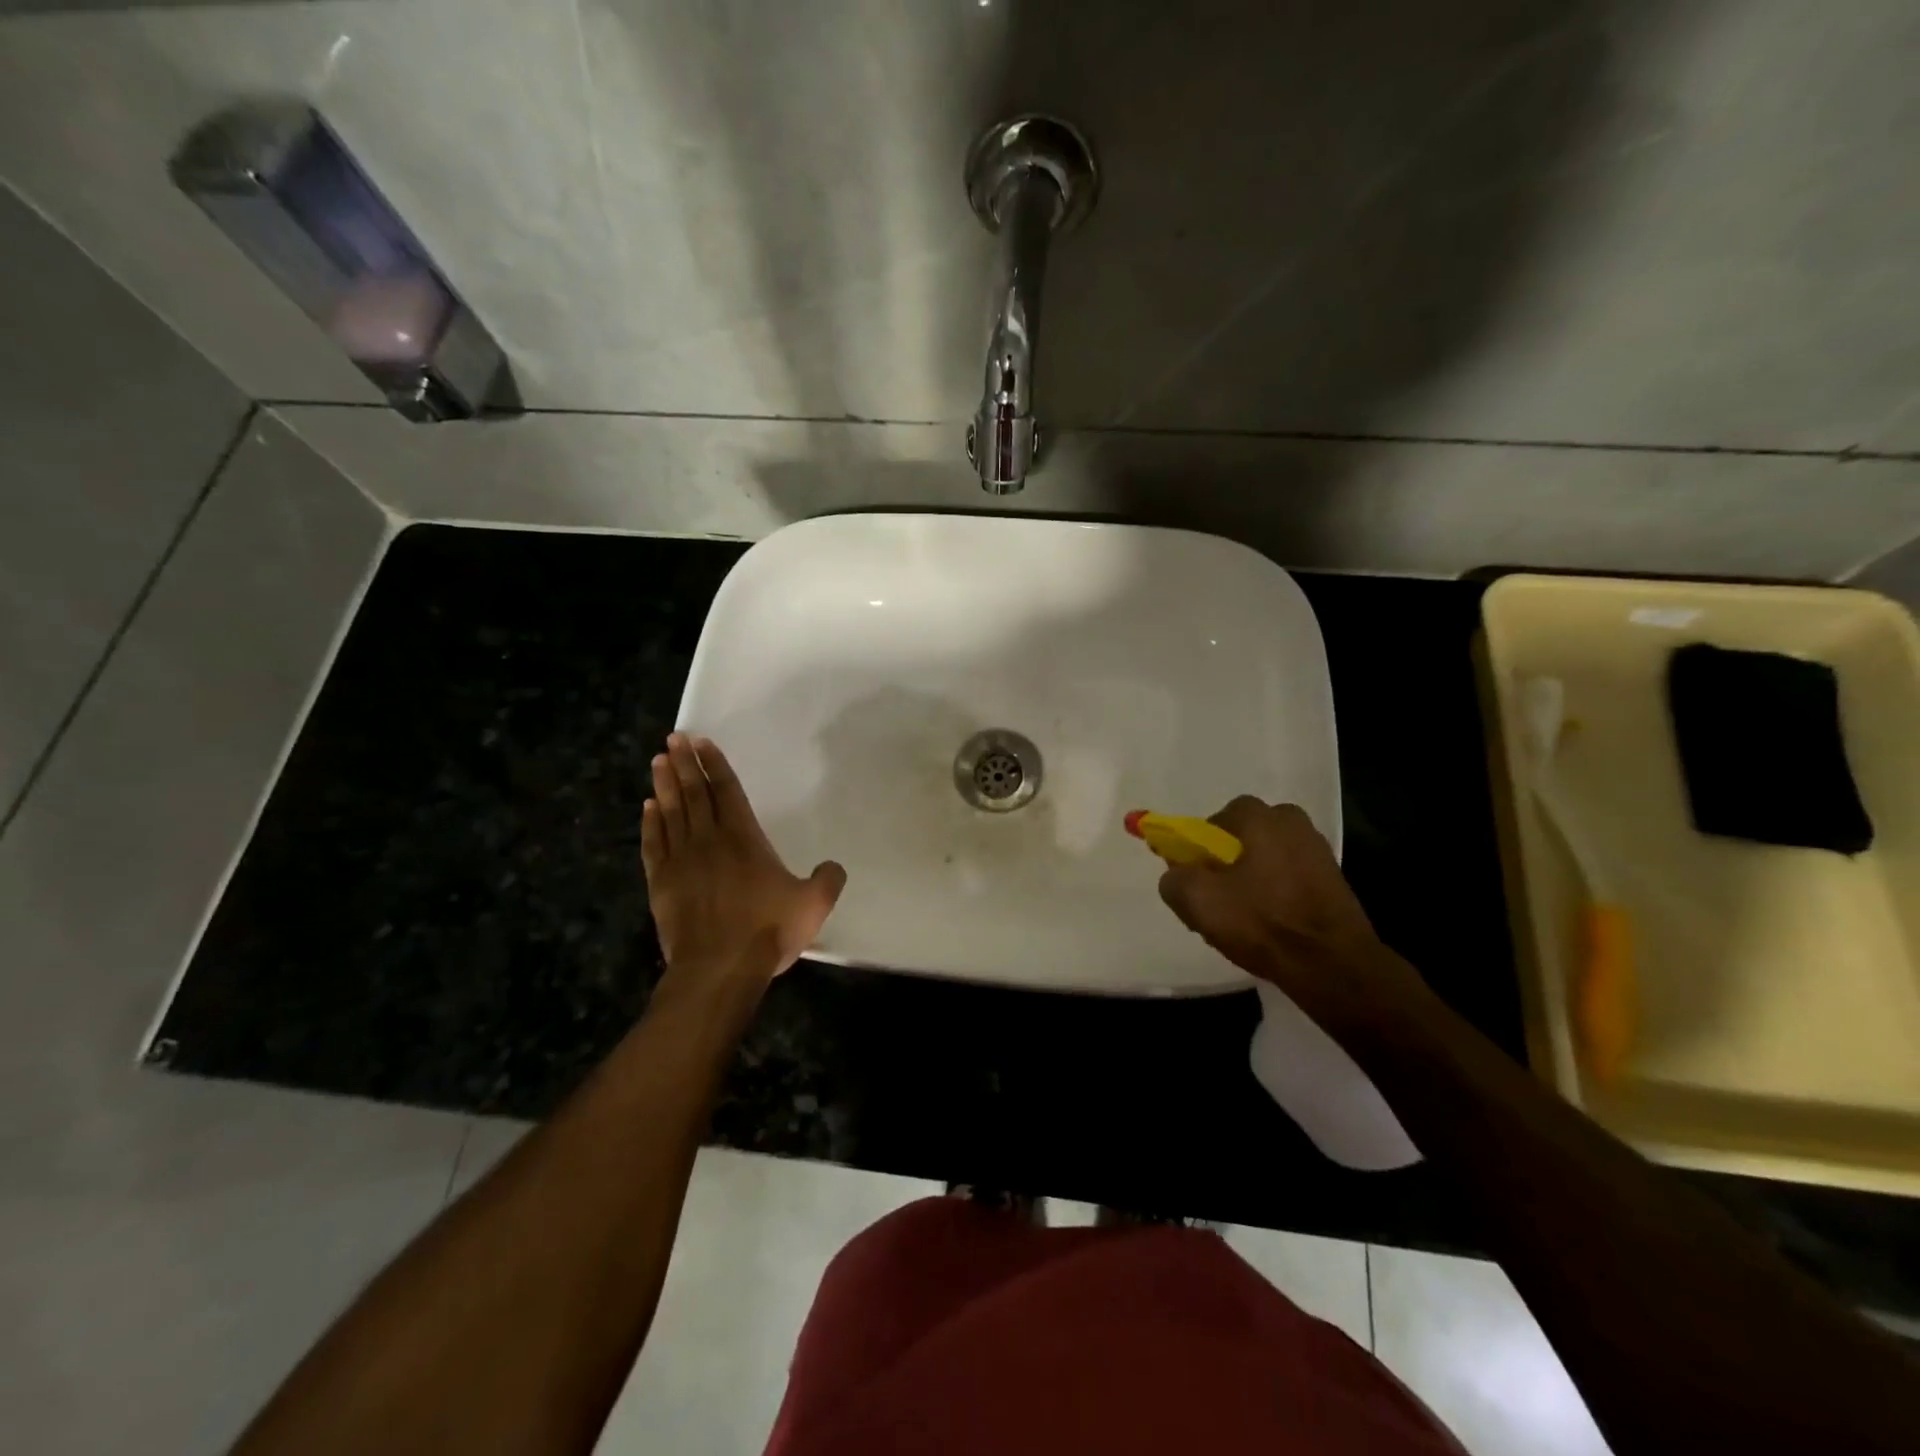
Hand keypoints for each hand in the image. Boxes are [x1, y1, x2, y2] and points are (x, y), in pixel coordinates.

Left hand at [641, 734, 846, 983]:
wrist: (718, 968)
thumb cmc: (766, 931)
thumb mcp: (813, 904)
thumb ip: (827, 879)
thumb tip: (833, 865)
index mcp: (744, 838)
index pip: (727, 791)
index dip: (716, 765)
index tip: (702, 743)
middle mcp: (709, 840)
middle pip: (694, 793)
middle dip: (685, 763)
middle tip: (675, 738)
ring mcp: (680, 860)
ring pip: (670, 812)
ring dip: (664, 784)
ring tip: (659, 760)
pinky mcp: (661, 882)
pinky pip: (653, 843)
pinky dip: (650, 823)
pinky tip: (648, 807)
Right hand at [1156, 797, 1424, 1020]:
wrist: (1333, 965)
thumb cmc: (1262, 921)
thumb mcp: (1198, 901)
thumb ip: (1174, 879)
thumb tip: (1177, 875)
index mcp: (1262, 818)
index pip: (1215, 820)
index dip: (1196, 846)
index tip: (1190, 875)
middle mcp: (1293, 824)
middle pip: (1242, 838)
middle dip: (1223, 862)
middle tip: (1213, 897)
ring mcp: (1318, 852)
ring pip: (1265, 860)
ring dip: (1249, 881)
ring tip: (1239, 918)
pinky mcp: (1334, 882)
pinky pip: (1288, 879)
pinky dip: (1274, 896)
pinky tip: (1267, 926)